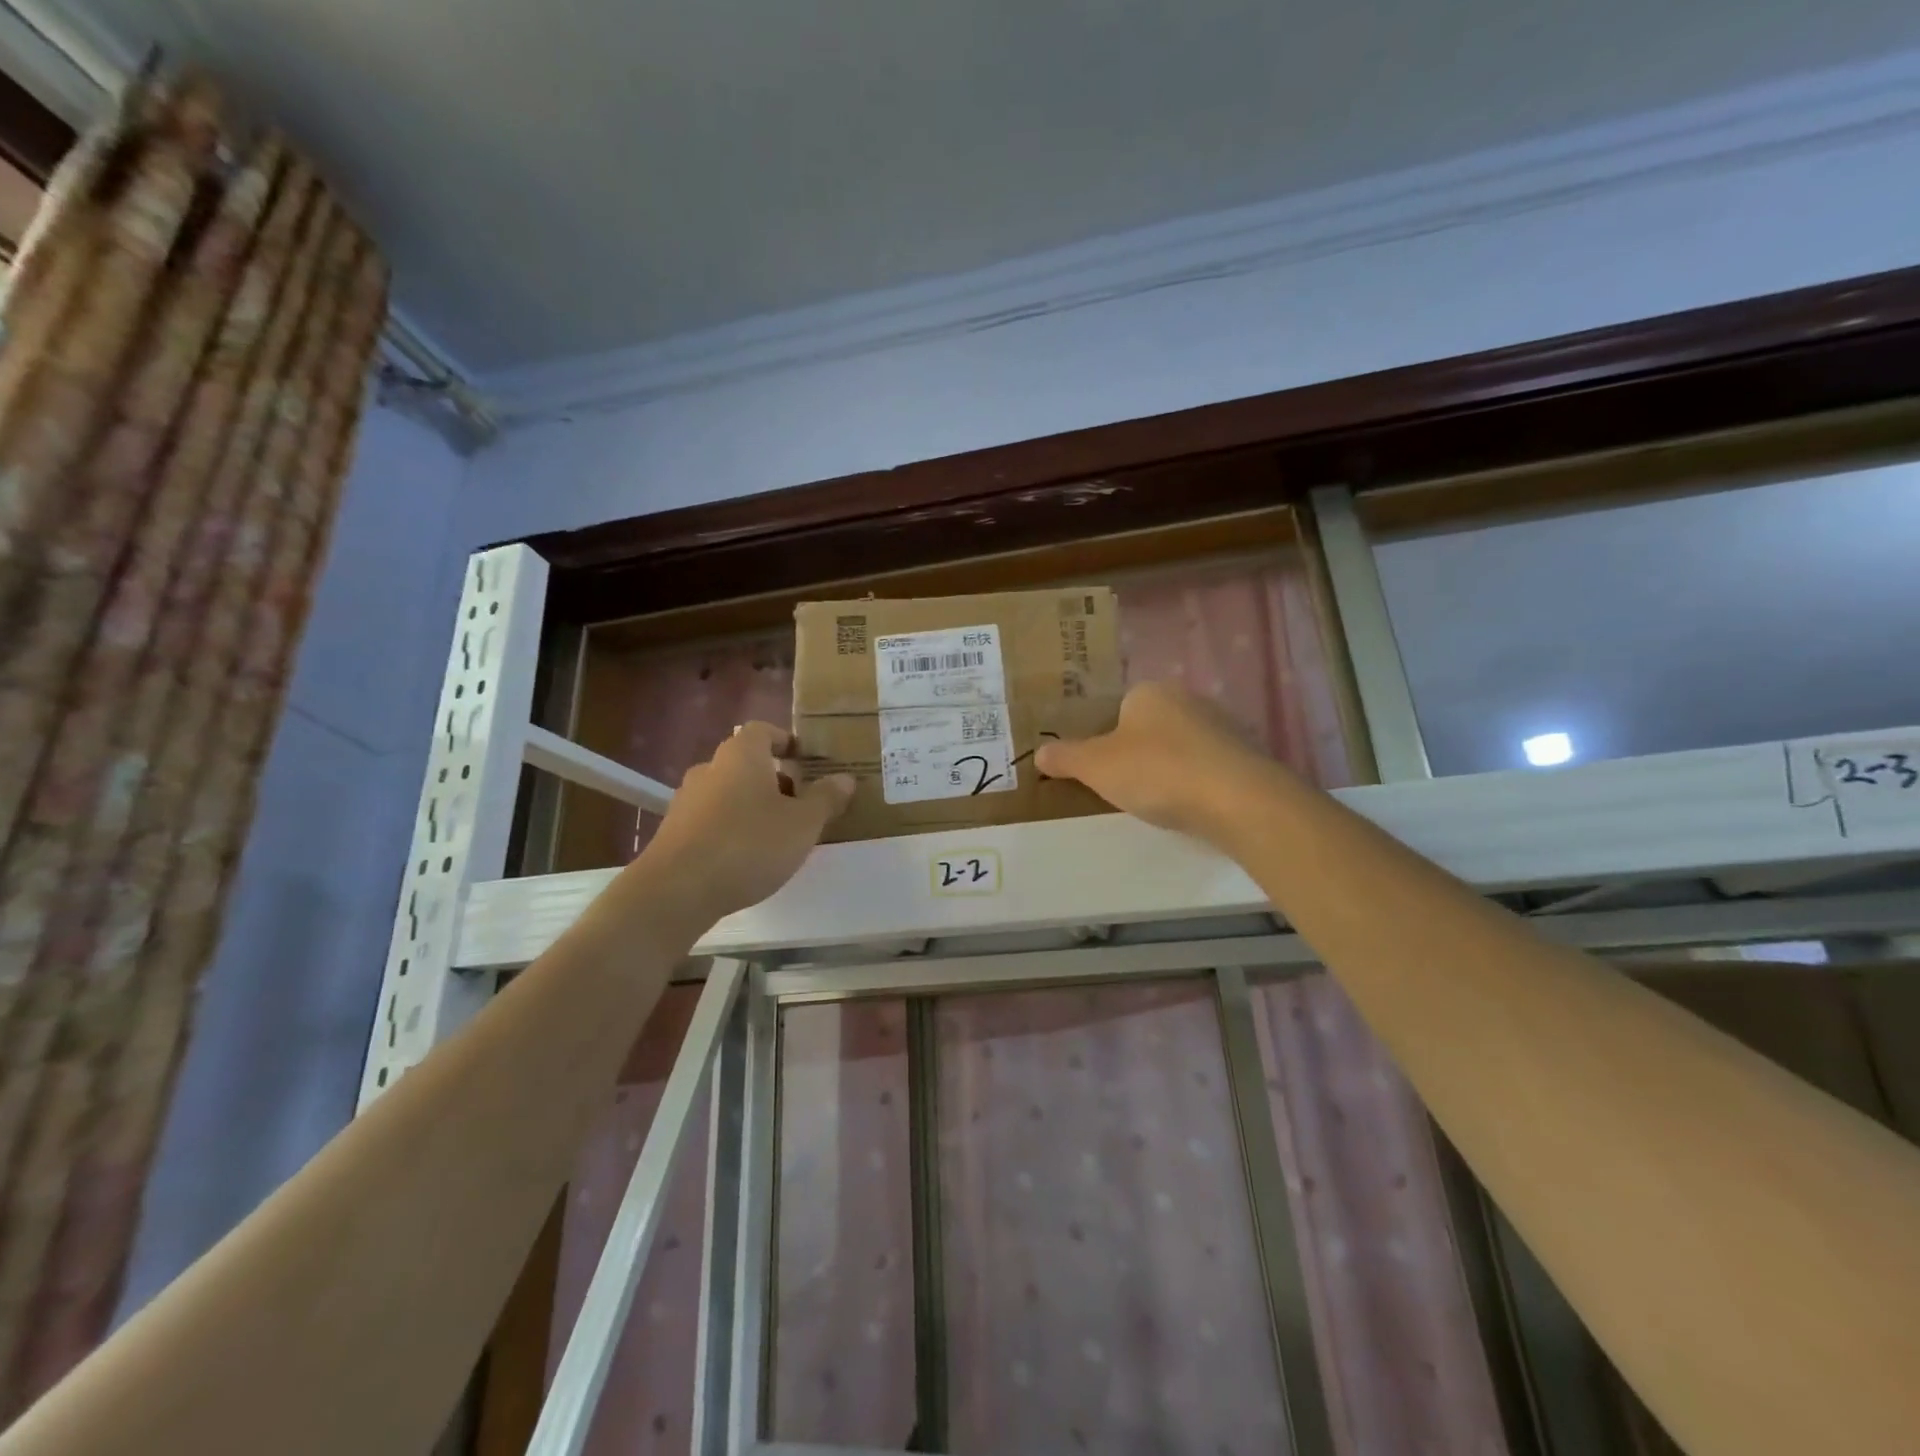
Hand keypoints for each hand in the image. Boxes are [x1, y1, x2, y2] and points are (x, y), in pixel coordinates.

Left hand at [636, 723, 854, 919]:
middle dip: (774, 779)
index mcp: (742, 755)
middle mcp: (710, 768)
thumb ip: (825, 799)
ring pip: (728, 792)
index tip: (804, 759)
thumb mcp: (803, 824)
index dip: (785, 741)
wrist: (677, 890)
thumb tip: (844, 778)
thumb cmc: (749, 845)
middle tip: (800, 804)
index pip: (763, 730)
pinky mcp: (674, 832)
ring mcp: (686, 800)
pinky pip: (711, 820)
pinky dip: (731, 828)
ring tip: (777, 835)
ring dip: (752, 806)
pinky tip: (746, 857)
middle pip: (746, 763)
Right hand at [1036, 681, 1281, 843]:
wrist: (1237, 799)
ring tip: (1162, 802)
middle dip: (1139, 754)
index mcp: (1149, 692)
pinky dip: (1199, 783)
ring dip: (1171, 769)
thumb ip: (1065, 758)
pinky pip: (1210, 766)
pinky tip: (1194, 806)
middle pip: (1152, 726)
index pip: (1119, 708)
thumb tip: (1039, 752)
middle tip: (1127, 788)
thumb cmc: (1156, 772)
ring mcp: (1223, 725)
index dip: (1106, 738)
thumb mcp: (1095, 767)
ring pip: (1183, 746)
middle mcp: (1188, 698)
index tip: (1103, 770)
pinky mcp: (1247, 755)